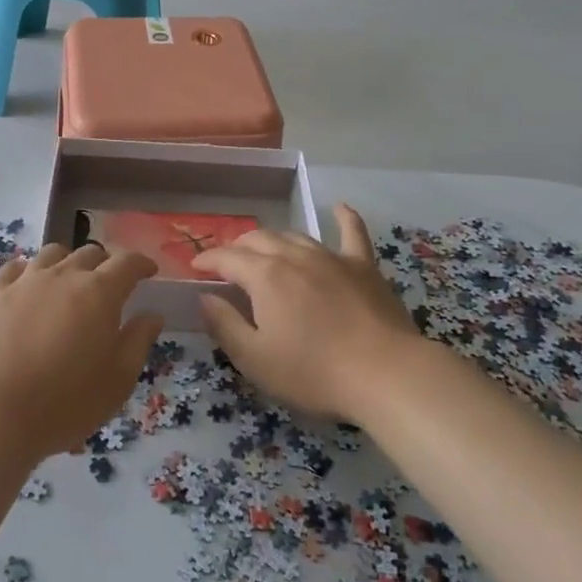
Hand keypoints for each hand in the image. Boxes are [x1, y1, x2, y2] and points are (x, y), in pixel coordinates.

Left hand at [0, 243, 162, 461]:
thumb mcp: (118, 380)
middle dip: (106, 263)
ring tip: (70, 281)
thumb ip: (138, 341)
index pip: (127, 262)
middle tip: (111, 284)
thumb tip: (152, 315)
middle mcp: (64, 275)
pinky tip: (30, 283)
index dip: (141, 263)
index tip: (149, 271)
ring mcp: (26, 281)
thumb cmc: (66, 401)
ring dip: (68, 262)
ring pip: (53, 254)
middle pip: (90, 253)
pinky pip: (17, 267)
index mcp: (100, 292)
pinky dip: (30, 270)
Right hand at [191, 204, 421, 424]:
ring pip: (295, 235)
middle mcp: (294, 256)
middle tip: (228, 263)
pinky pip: (352, 233)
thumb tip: (204, 298)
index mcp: (265, 276)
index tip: (195, 267)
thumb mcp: (255, 359)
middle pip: (258, 239)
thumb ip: (224, 325)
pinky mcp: (363, 267)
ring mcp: (331, 257)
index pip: (227, 258)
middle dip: (237, 247)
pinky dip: (344, 218)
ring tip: (265, 250)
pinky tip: (339, 207)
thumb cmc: (314, 372)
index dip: (207, 260)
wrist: (385, 374)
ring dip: (274, 240)